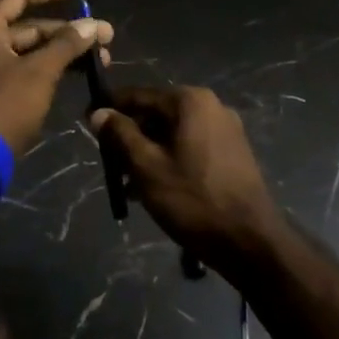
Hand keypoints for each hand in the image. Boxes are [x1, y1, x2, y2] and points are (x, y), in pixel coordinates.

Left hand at [0, 0, 112, 154]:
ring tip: (97, 59)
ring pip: (29, 49)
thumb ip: (66, 45)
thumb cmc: (2, 105)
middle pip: (29, 25)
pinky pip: (24, 67)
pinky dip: (48, 67)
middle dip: (67, 30)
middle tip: (104, 37)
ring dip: (61, 51)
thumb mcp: (39, 72)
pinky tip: (73, 74)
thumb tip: (91, 25)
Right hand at [91, 86, 280, 271]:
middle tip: (108, 162)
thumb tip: (98, 112)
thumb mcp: (146, 167)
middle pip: (156, 113)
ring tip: (126, 183)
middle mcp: (210, 106)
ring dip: (147, 151)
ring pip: (172, 132)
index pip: (138, 95)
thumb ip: (120, 134)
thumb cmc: (193, 200)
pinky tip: (153, 188)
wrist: (252, 243)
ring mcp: (225, 129)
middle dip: (129, 136)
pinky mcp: (232, 153)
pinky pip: (190, 146)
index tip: (86, 123)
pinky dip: (169, 159)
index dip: (109, 109)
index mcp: (190, 101)